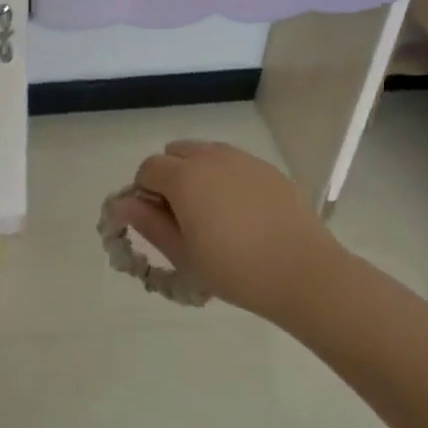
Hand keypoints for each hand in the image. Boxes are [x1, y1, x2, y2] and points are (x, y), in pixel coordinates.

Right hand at [109, 141, 354, 318]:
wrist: (305, 274)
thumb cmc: (235, 270)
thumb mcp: (183, 254)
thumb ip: (148, 223)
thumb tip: (122, 204)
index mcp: (184, 177)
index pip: (147, 169)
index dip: (143, 193)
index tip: (155, 221)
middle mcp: (211, 158)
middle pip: (174, 153)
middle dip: (168, 177)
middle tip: (180, 216)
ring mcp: (243, 160)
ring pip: (204, 153)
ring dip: (196, 173)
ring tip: (210, 212)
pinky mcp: (268, 169)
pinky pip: (233, 163)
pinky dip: (224, 177)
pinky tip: (240, 212)